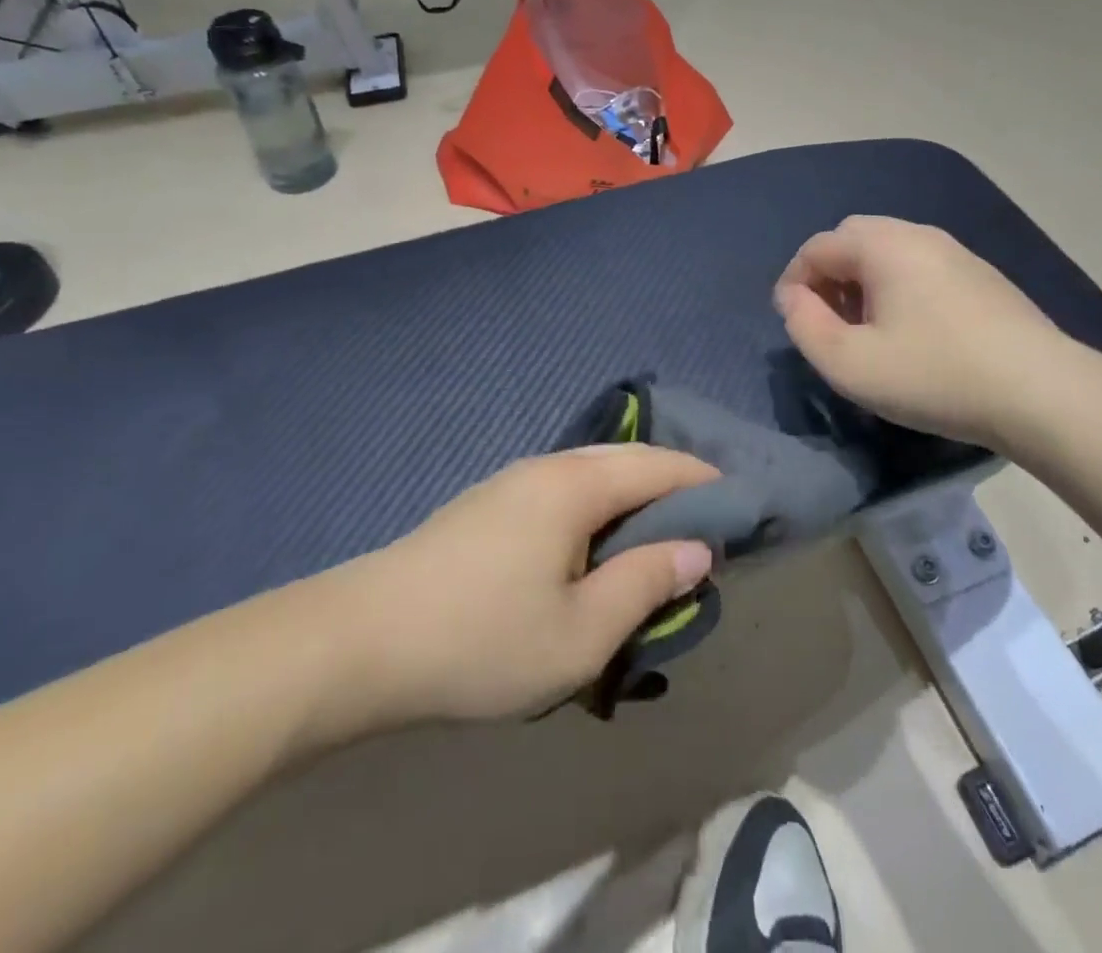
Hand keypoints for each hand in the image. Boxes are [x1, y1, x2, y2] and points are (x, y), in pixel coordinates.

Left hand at [303, 446, 717, 736]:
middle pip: (628, 461)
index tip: (740, 507)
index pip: (661, 467)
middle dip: (673, 485)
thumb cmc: (482, 639)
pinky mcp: (488, 505)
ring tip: (658, 537)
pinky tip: (595, 545)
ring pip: (593, 474)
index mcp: (577, 485)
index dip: (706, 483)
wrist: (361, 641)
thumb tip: (697, 550)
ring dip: (633, 497)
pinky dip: (599, 507)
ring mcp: (512, 482)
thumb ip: (645, 584)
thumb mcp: (580, 632)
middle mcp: (549, 467)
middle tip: (707, 525)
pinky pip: (564, 491)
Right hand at [774, 215, 1084, 452]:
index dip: (793, 281)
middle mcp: (918, 234)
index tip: (792, 321)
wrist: (1042, 392)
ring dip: (862, 281)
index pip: (817, 247)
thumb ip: (803, 326)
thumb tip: (792, 298)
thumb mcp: (848, 363)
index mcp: (882, 245)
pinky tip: (911, 330)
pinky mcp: (982, 276)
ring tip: (866, 329)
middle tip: (827, 320)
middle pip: (853, 238)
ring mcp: (956, 252)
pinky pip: (921, 266)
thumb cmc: (934, 375)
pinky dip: (897, 286)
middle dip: (828, 275)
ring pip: (889, 251)